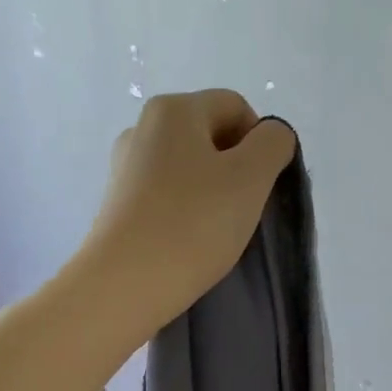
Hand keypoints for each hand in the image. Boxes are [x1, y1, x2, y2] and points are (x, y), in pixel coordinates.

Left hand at [81, 90, 296, 336]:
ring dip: (213, 192)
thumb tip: (270, 137)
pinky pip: (167, 194)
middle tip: (242, 209)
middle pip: (210, 135)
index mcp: (174, 109)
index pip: (236, 107)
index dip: (260, 142)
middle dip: (236, 167)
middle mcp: (143, 127)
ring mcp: (126, 166)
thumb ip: (273, 144)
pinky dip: (186, 210)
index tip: (261, 185)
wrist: (125, 283)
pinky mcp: (118, 203)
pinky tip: (189, 240)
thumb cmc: (193, 223)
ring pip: (189, 167)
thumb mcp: (251, 177)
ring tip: (216, 229)